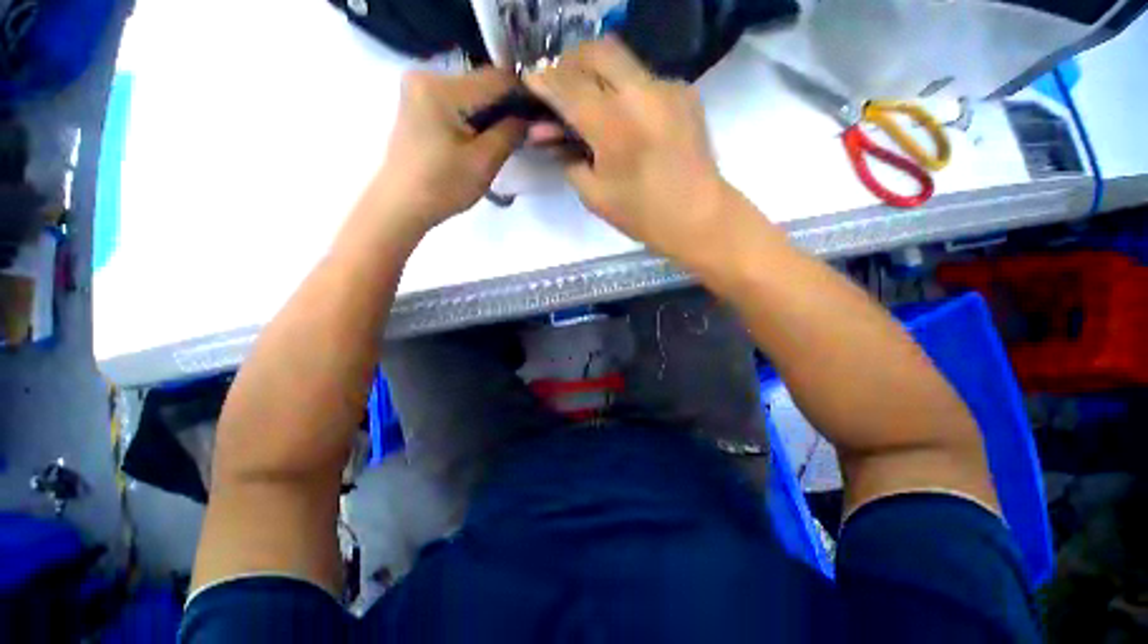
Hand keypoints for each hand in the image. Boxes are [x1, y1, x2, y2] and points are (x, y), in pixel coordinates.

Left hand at [372, 67, 525, 232]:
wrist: (400, 205)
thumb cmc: (442, 186)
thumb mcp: (484, 162)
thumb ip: (512, 134)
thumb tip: (538, 121)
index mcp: (441, 87)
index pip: (496, 79)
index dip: (525, 94)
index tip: (544, 115)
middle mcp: (426, 75)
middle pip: (482, 83)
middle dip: (509, 105)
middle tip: (530, 129)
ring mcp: (419, 89)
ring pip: (471, 93)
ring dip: (493, 112)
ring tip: (512, 135)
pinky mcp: (418, 104)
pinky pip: (457, 102)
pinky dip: (476, 116)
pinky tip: (487, 135)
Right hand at [525, 38, 733, 260]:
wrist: (699, 217)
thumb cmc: (643, 216)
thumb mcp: (594, 195)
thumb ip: (567, 158)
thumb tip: (548, 134)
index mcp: (614, 126)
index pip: (567, 86)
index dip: (542, 81)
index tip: (530, 83)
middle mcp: (641, 93)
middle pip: (596, 50)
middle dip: (569, 63)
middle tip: (560, 89)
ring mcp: (668, 88)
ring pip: (622, 61)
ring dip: (597, 75)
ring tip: (591, 107)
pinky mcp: (685, 92)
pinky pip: (644, 78)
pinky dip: (625, 90)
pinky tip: (626, 119)